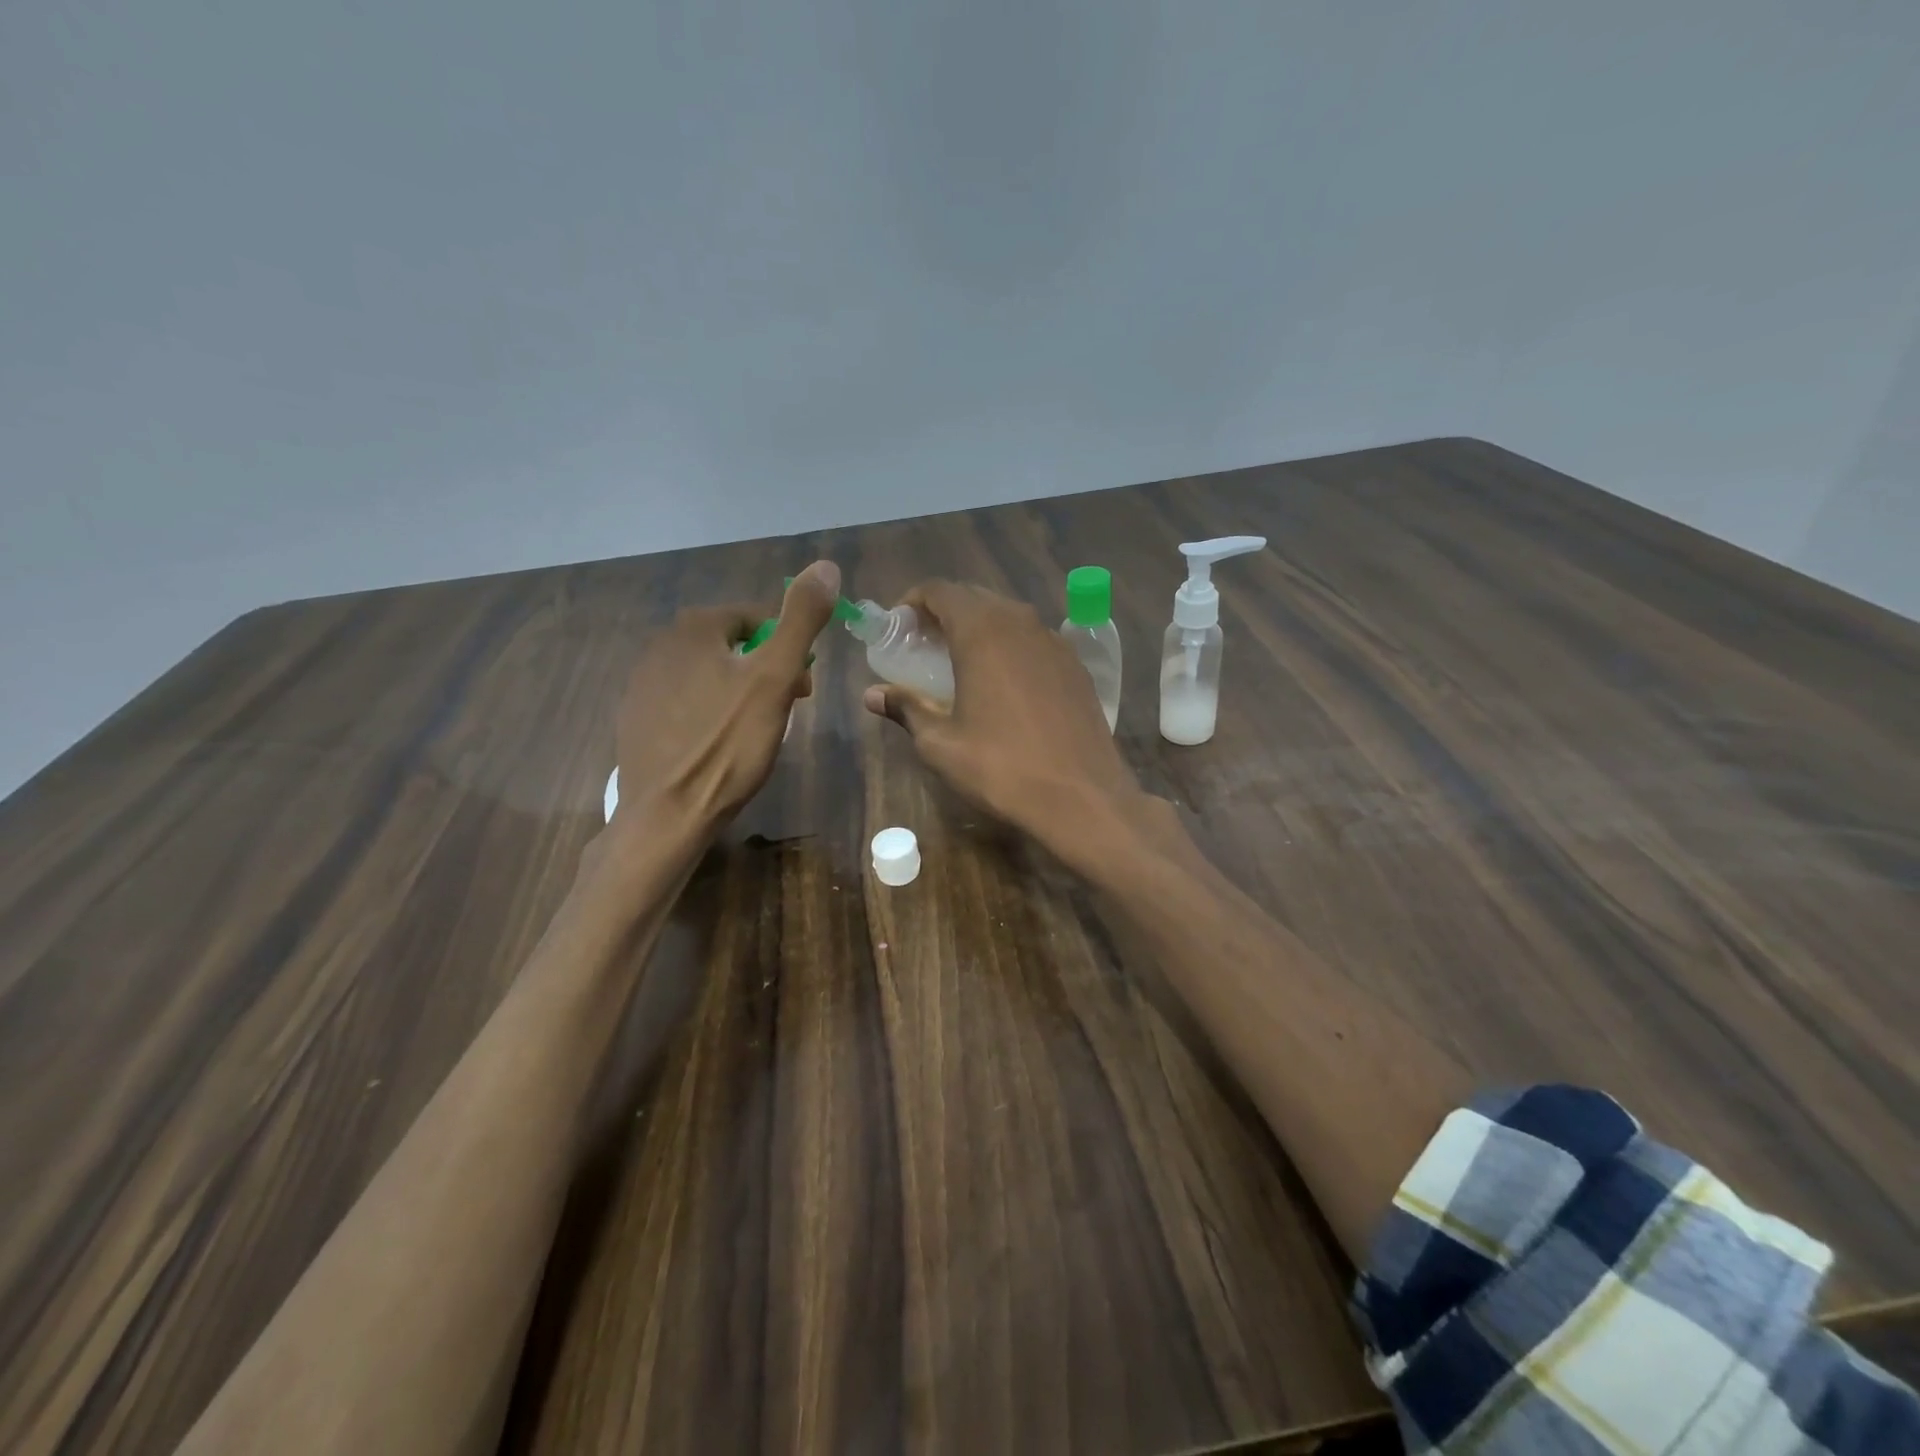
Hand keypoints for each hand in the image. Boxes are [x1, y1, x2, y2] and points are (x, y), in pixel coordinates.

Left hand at [612, 560, 839, 832]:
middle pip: (732, 647)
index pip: (756, 619)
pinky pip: (685, 703)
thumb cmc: (728, 744)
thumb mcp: (775, 678)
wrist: (667, 814)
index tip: (803, 688)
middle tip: (785, 710)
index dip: (787, 649)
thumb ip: (800, 620)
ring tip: (755, 732)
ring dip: (738, 692)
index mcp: (694, 628)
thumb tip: (825, 566)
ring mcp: (641, 685)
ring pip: (709, 675)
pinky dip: (709, 714)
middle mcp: (660, 646)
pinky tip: (719, 746)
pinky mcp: (635, 720)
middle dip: (764, 671)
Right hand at [863, 580, 1155, 867]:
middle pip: (974, 596)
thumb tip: (873, 695)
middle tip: (922, 646)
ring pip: (1007, 616)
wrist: (1083, 797)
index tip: (898, 629)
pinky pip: (1033, 639)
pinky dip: (1009, 646)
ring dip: (978, 628)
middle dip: (943, 613)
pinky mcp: (1075, 665)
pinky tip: (1002, 683)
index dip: (912, 601)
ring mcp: (1054, 642)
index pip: (940, 590)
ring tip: (958, 663)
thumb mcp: (941, 744)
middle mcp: (1021, 623)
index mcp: (983, 632)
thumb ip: (907, 709)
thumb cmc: (1002, 768)